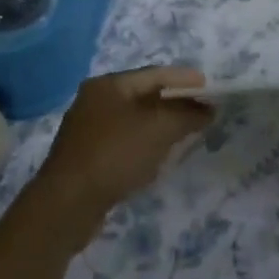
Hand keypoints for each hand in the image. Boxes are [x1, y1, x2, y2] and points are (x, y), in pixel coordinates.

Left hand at [31, 67, 213, 238]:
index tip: (210, 88)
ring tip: (187, 133)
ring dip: (161, 125)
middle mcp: (95, 100)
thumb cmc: (115, 154)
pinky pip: (125, 141)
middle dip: (175, 103)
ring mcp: (88, 129)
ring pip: (135, 120)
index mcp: (108, 84)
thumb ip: (187, 114)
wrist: (67, 204)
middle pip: (144, 95)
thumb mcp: (158, 128)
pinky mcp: (87, 156)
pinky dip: (146, 143)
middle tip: (202, 111)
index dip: (185, 79)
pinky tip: (159, 156)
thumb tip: (208, 109)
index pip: (155, 74)